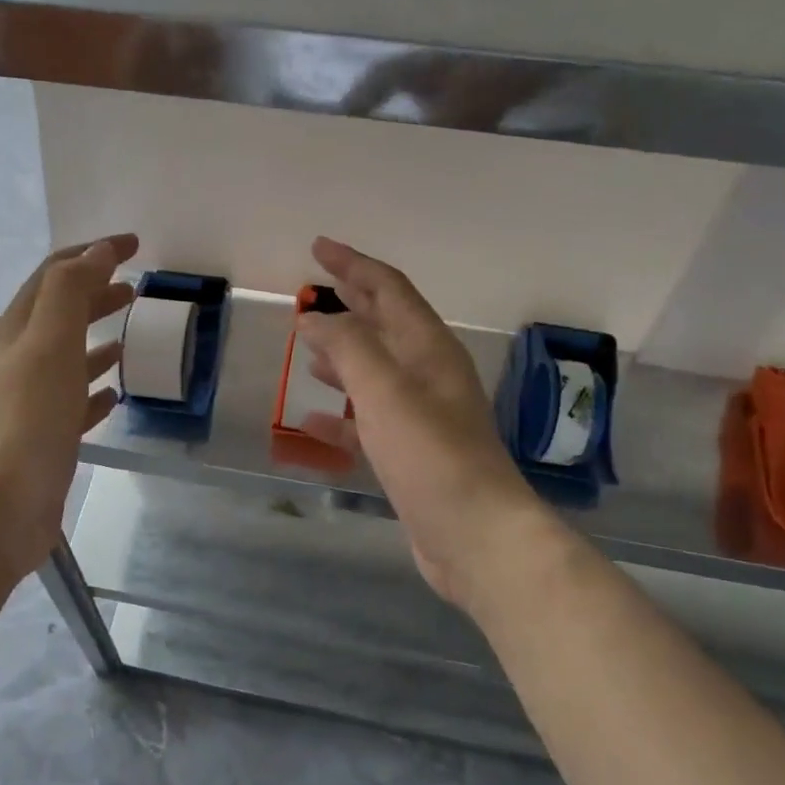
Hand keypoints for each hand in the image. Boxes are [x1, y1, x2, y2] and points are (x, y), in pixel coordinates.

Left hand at [0, 235, 138, 582]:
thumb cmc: (26, 420)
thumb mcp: (49, 344)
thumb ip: (71, 293)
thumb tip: (96, 253)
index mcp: (18, 330)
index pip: (54, 274)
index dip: (91, 253)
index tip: (134, 246)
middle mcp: (19, 360)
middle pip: (60, 313)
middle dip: (95, 292)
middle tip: (136, 288)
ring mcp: (30, 401)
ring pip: (68, 357)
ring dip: (95, 339)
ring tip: (129, 334)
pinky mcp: (45, 439)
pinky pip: (74, 402)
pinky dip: (94, 389)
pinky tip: (114, 393)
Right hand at [297, 237, 546, 610]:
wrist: (476, 537)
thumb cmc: (431, 455)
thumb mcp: (385, 391)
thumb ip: (347, 347)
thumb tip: (314, 317)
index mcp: (428, 348)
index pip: (389, 289)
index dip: (354, 264)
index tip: (318, 247)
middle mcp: (428, 374)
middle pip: (385, 324)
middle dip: (350, 301)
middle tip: (312, 288)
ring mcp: (421, 415)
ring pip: (375, 370)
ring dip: (343, 353)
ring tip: (308, 344)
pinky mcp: (410, 453)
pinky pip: (367, 419)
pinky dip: (340, 413)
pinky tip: (310, 419)